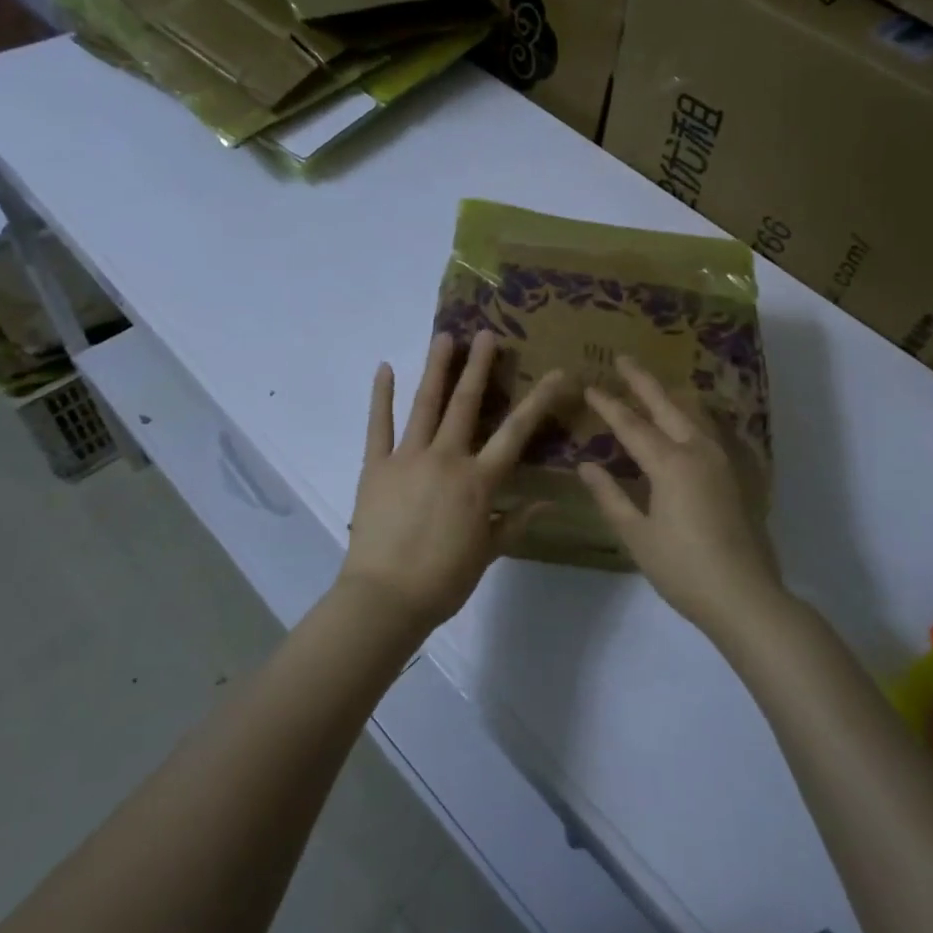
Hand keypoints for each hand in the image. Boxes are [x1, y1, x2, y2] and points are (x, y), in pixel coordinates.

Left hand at [342, 330, 564, 632]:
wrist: (386, 597)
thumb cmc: (443, 580)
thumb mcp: (487, 552)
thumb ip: (515, 522)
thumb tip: (548, 503)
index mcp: (478, 481)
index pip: (515, 433)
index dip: (539, 401)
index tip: (557, 373)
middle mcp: (446, 459)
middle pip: (466, 404)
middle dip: (480, 367)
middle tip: (487, 334)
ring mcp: (407, 457)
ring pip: (425, 404)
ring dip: (436, 368)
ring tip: (445, 337)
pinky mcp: (375, 465)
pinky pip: (378, 425)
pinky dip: (380, 396)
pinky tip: (385, 368)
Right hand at [577, 357, 781, 633]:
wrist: (744, 595)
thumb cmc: (682, 568)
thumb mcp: (637, 535)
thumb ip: (611, 496)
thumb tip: (587, 465)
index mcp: (670, 464)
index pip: (631, 425)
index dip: (608, 405)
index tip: (590, 386)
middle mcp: (698, 452)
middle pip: (666, 406)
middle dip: (642, 381)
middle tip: (622, 359)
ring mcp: (722, 461)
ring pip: (693, 414)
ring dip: (669, 395)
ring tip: (653, 384)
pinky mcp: (736, 475)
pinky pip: (710, 431)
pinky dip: (692, 416)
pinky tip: (689, 420)